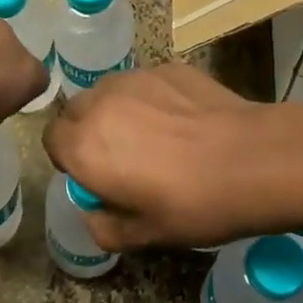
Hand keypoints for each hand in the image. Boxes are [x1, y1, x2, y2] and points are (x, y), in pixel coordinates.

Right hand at [41, 64, 275, 251]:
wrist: (251, 160)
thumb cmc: (193, 204)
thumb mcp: (145, 235)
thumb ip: (104, 227)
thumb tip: (95, 213)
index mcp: (85, 146)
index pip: (51, 140)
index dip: (68, 158)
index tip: (93, 175)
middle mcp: (101, 103)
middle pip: (76, 110)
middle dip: (88, 130)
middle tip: (121, 157)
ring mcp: (136, 78)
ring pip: (109, 91)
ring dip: (117, 110)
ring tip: (153, 135)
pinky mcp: (167, 67)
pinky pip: (145, 83)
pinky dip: (152, 98)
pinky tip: (184, 121)